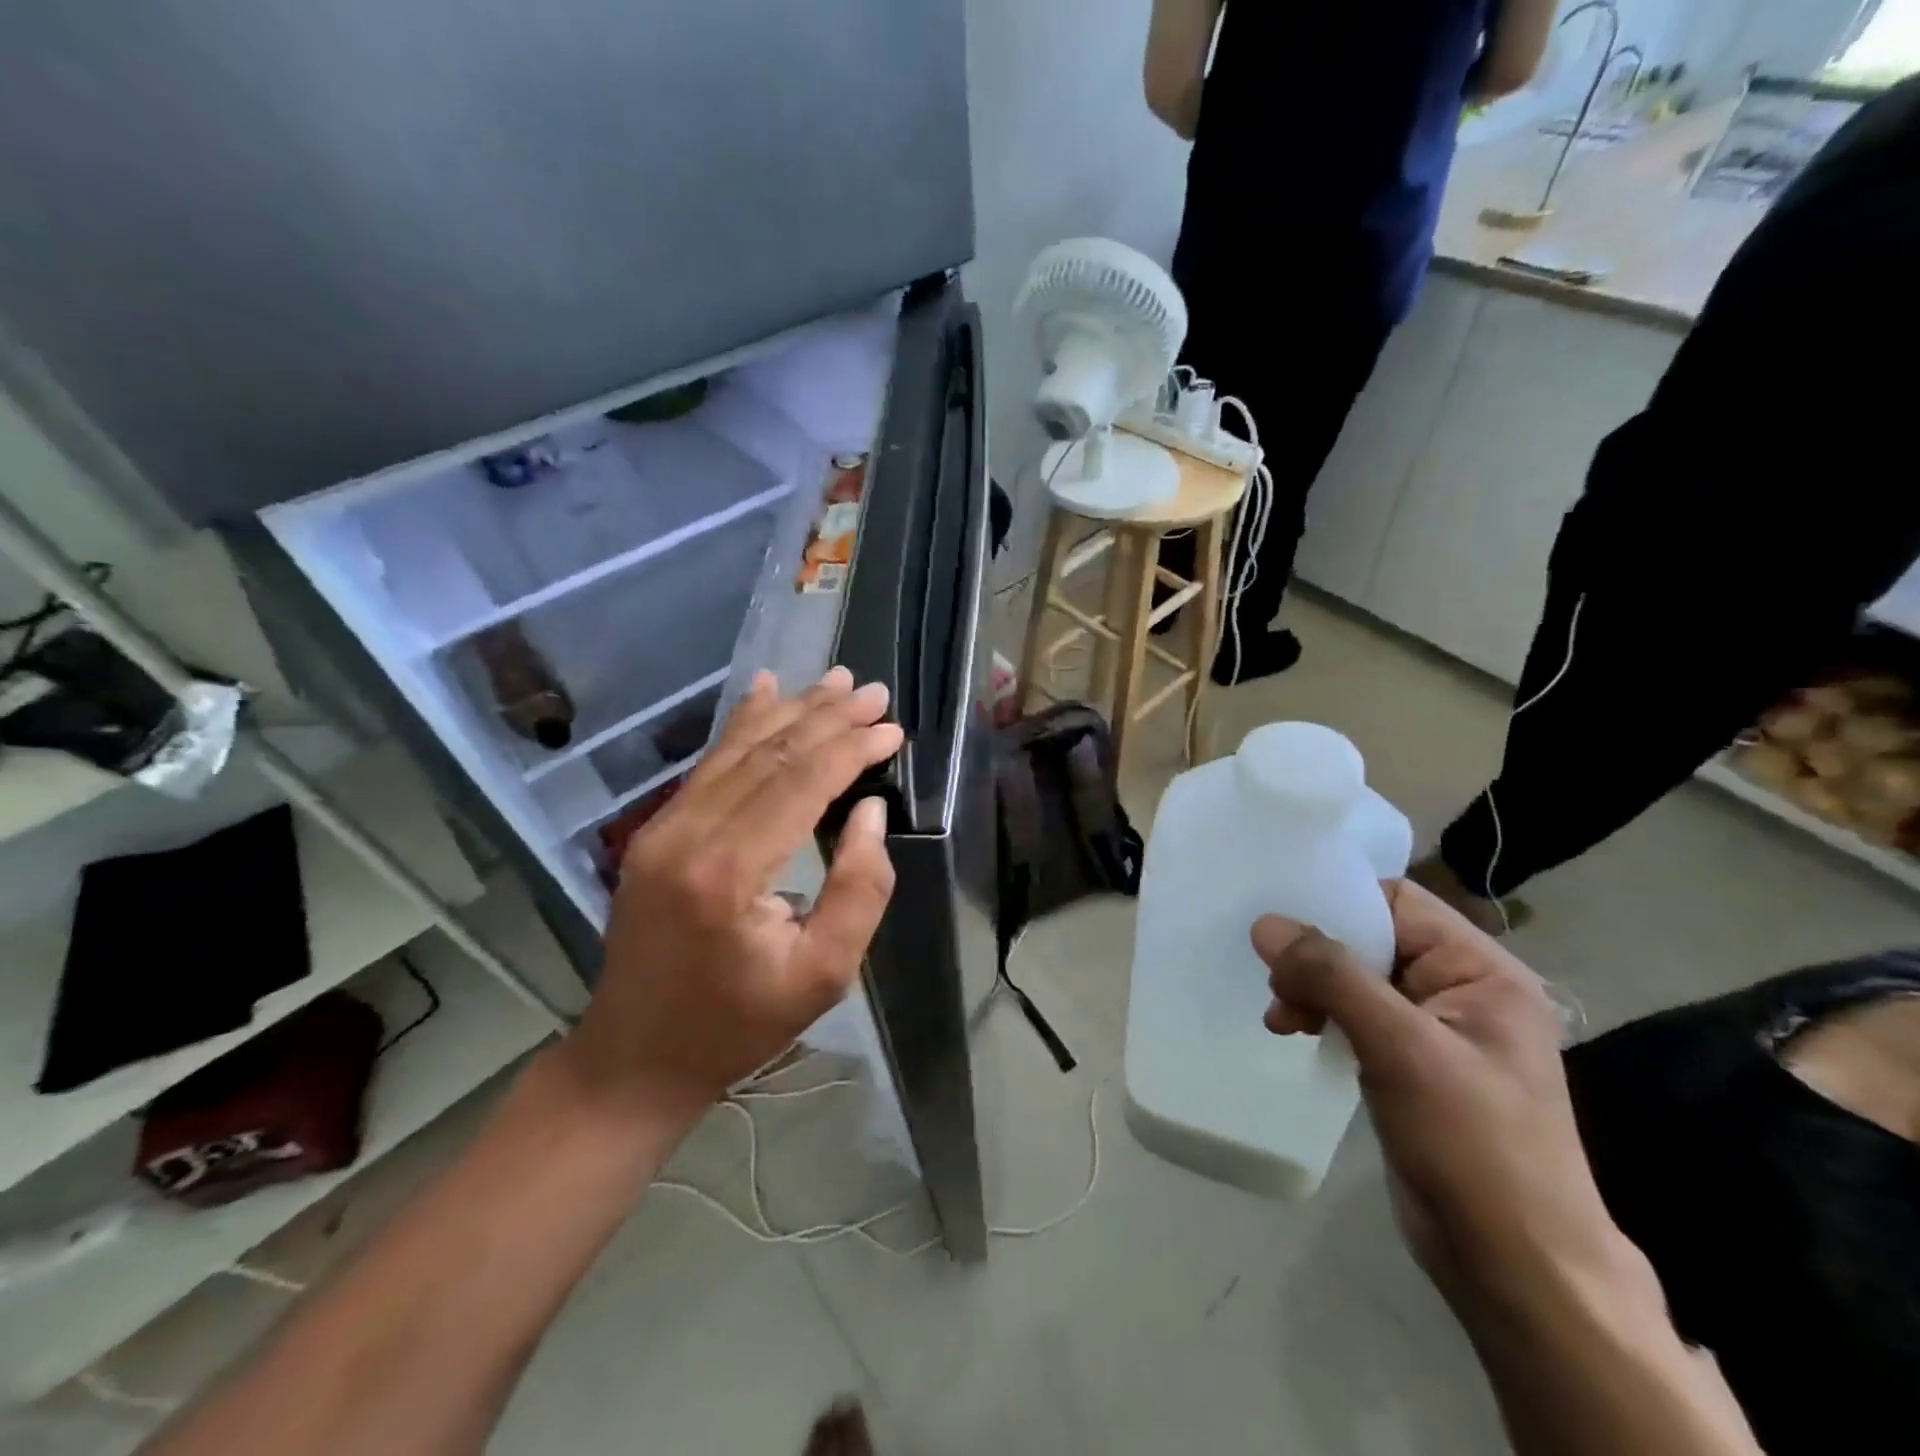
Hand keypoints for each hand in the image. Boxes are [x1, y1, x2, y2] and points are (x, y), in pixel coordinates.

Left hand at [560, 668, 900, 1123]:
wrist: (637, 1056)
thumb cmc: (740, 1023)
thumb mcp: (825, 974)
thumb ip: (860, 889)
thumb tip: (869, 811)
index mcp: (729, 873)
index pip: (800, 783)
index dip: (850, 748)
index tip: (892, 728)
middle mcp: (688, 835)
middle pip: (769, 755)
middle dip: (827, 717)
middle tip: (874, 691)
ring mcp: (663, 828)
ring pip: (737, 750)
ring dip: (791, 711)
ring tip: (836, 680)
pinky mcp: (655, 832)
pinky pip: (708, 766)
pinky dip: (744, 725)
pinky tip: (764, 690)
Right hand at [1252, 882, 1622, 1311]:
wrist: (1518, 1270)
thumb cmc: (1474, 1146)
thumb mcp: (1401, 1049)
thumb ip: (1332, 976)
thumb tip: (1265, 923)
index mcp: (1482, 971)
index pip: (1398, 903)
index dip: (1339, 902)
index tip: (1279, 922)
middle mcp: (1462, 991)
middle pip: (1372, 939)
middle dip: (1317, 955)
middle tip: (1276, 984)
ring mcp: (1436, 1031)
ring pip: (1356, 978)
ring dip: (1312, 988)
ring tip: (1281, 1017)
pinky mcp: (1411, 1066)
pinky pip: (1356, 1016)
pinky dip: (1321, 1016)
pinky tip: (1295, 1033)